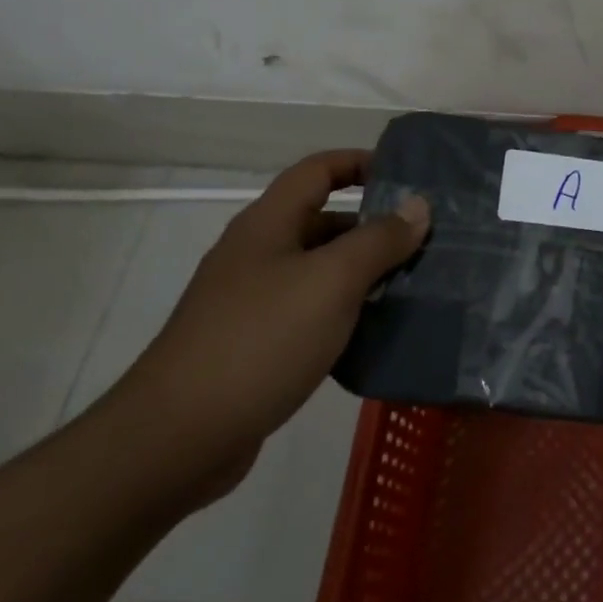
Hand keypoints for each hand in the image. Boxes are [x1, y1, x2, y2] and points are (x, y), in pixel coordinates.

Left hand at [108, 150, 429, 498]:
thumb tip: (418, 205)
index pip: (318, 169)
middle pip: (322, 221)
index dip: (360, 162)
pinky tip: (376, 333)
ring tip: (414, 286)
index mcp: (268, 224)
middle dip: (374, 226)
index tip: (406, 177)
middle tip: (425, 241)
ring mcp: (251, 302)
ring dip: (364, 274)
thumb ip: (379, 240)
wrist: (177, 439)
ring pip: (319, 271)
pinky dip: (344, 314)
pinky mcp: (254, 345)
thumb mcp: (332, 281)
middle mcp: (257, 254)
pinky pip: (310, 313)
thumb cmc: (260, 340)